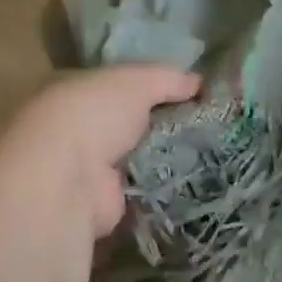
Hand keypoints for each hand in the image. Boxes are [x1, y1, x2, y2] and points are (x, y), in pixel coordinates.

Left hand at [0, 66, 199, 237]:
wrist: (69, 176)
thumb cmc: (94, 114)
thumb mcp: (136, 81)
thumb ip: (167, 78)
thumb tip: (198, 81)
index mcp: (77, 93)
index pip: (119, 87)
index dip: (153, 88)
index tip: (191, 93)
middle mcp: (81, 130)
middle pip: (131, 124)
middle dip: (164, 124)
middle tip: (208, 124)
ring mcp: (91, 169)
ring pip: (139, 157)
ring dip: (167, 157)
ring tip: (212, 152)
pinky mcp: (107, 203)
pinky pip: (144, 189)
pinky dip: (165, 187)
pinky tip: (198, 180)